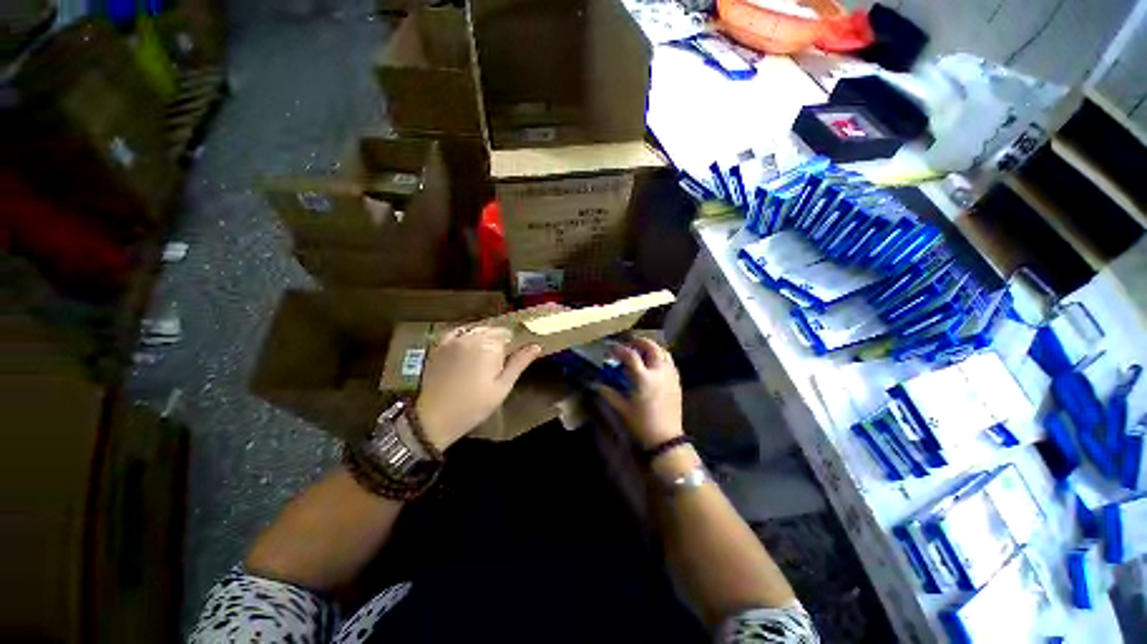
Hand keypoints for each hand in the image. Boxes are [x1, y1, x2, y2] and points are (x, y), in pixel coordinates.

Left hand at [415, 326, 541, 449]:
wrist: (434, 417)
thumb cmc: (474, 405)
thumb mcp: (503, 387)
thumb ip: (519, 363)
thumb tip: (536, 345)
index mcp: (489, 345)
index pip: (509, 333)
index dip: (515, 344)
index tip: (514, 357)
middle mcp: (471, 336)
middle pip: (493, 330)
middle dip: (500, 341)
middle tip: (500, 362)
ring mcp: (453, 340)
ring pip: (477, 330)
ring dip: (484, 338)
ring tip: (485, 357)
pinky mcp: (440, 346)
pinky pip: (458, 332)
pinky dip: (466, 336)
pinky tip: (468, 347)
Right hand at [596, 338, 683, 448]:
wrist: (665, 439)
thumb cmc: (641, 424)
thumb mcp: (622, 409)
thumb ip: (609, 393)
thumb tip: (596, 384)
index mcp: (643, 378)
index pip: (631, 355)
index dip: (619, 350)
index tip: (611, 349)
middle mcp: (659, 372)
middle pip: (652, 347)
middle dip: (639, 342)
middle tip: (629, 344)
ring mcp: (670, 376)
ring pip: (664, 352)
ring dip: (652, 347)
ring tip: (642, 351)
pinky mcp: (677, 382)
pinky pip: (670, 362)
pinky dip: (661, 357)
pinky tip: (654, 364)